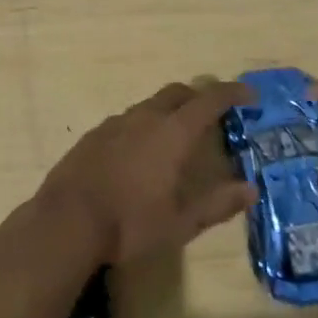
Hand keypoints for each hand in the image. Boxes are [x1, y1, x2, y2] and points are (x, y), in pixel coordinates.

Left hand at [39, 81, 259, 263]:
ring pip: (150, 105)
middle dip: (199, 97)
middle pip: (178, 93)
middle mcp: (145, 118)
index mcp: (172, 133)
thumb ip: (217, 204)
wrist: (66, 221)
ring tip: (176, 137)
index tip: (249, 96)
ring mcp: (115, 123)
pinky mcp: (93, 135)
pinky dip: (143, 126)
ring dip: (169, 112)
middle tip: (213, 114)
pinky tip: (139, 153)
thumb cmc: (130, 223)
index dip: (232, 94)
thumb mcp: (181, 222)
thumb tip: (250, 190)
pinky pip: (127, 120)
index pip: (209, 100)